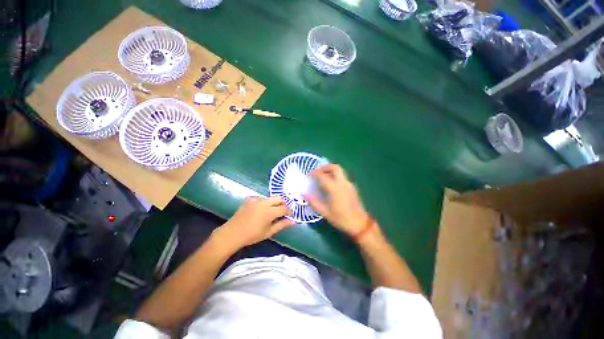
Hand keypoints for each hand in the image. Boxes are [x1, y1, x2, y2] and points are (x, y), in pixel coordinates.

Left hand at [215, 196, 293, 248]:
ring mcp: (256, 199)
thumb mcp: (268, 232)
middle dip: (283, 204)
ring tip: (270, 212)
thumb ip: (281, 225)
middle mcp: (264, 203)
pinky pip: (261, 198)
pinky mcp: (250, 199)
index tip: (289, 215)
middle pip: (279, 198)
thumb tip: (293, 221)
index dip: (288, 211)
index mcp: (269, 212)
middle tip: (282, 212)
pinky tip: (260, 210)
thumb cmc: (251, 236)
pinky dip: (264, 203)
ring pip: (270, 198)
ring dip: (274, 203)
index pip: (284, 208)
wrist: (232, 233)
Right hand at [305, 164, 369, 236]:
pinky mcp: (352, 187)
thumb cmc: (340, 218)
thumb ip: (313, 202)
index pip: (323, 176)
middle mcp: (342, 183)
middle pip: (335, 168)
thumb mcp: (324, 212)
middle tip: (318, 171)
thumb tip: (304, 194)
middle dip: (326, 167)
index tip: (309, 172)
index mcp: (334, 188)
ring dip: (331, 170)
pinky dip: (336, 176)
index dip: (315, 173)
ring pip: (340, 171)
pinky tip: (332, 184)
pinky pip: (343, 177)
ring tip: (324, 176)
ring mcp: (349, 184)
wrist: (359, 224)